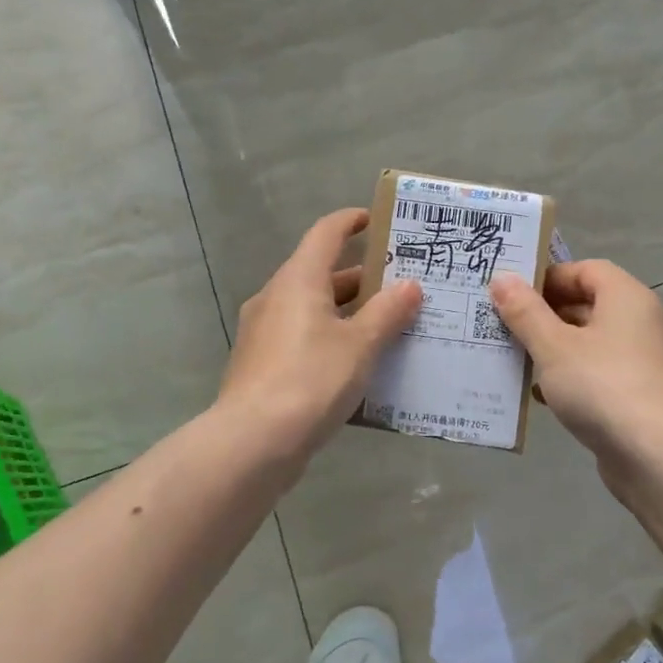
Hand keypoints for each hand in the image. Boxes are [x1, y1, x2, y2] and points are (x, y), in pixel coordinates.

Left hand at [218, 208, 421, 470]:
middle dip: (362, 276)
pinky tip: (358, 362)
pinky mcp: (262, 363)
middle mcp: (276, 296)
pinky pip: (303, 336)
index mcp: (298, 279)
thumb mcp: (360, 344)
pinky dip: (331, 337)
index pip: (326, 233)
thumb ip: (388, 312)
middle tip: (402, 284)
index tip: (378, 220)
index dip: (352, 221)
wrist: (252, 442)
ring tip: (390, 324)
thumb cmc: (311, 380)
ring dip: (349, 311)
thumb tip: (410, 285)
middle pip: (322, 272)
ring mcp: (264, 331)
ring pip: (313, 307)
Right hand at [489, 260, 662, 475]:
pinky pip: (594, 374)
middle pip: (584, 305)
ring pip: (586, 343)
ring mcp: (639, 361)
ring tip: (511, 359)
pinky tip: (538, 395)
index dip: (548, 277)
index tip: (512, 293)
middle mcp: (638, 322)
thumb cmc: (602, 386)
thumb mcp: (554, 346)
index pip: (585, 270)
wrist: (657, 457)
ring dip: (550, 349)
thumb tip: (502, 278)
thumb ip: (525, 312)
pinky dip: (567, 379)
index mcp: (625, 297)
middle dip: (542, 315)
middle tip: (501, 325)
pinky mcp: (634, 396)